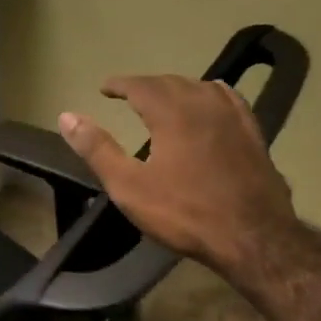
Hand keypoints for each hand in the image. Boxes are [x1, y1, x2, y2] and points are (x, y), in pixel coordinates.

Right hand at [57, 75, 297, 276]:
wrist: (254, 237)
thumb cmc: (185, 213)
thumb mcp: (129, 186)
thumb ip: (97, 148)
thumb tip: (67, 116)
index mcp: (171, 112)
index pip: (140, 85)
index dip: (120, 84)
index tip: (105, 87)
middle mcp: (203, 104)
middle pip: (170, 82)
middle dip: (146, 85)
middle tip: (129, 95)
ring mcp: (233, 117)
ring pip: (200, 87)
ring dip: (177, 88)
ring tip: (164, 99)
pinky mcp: (254, 133)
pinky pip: (229, 99)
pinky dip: (210, 94)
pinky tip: (210, 102)